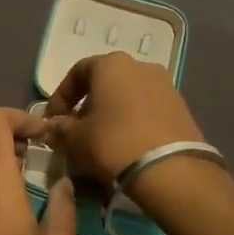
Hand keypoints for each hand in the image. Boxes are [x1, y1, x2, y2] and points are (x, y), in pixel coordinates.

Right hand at [36, 52, 205, 183]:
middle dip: (87, 105)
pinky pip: (147, 110)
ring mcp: (165, 85)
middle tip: (75, 131)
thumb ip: (60, 129)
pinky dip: (132, 122)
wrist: (171, 170)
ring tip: (101, 140)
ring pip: (127, 96)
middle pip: (105, 83)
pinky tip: (125, 144)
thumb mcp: (75, 139)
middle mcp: (141, 66)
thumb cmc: (113, 143)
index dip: (60, 97)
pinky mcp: (181, 108)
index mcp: (111, 64)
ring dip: (110, 114)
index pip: (77, 72)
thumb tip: (53, 128)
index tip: (52, 120)